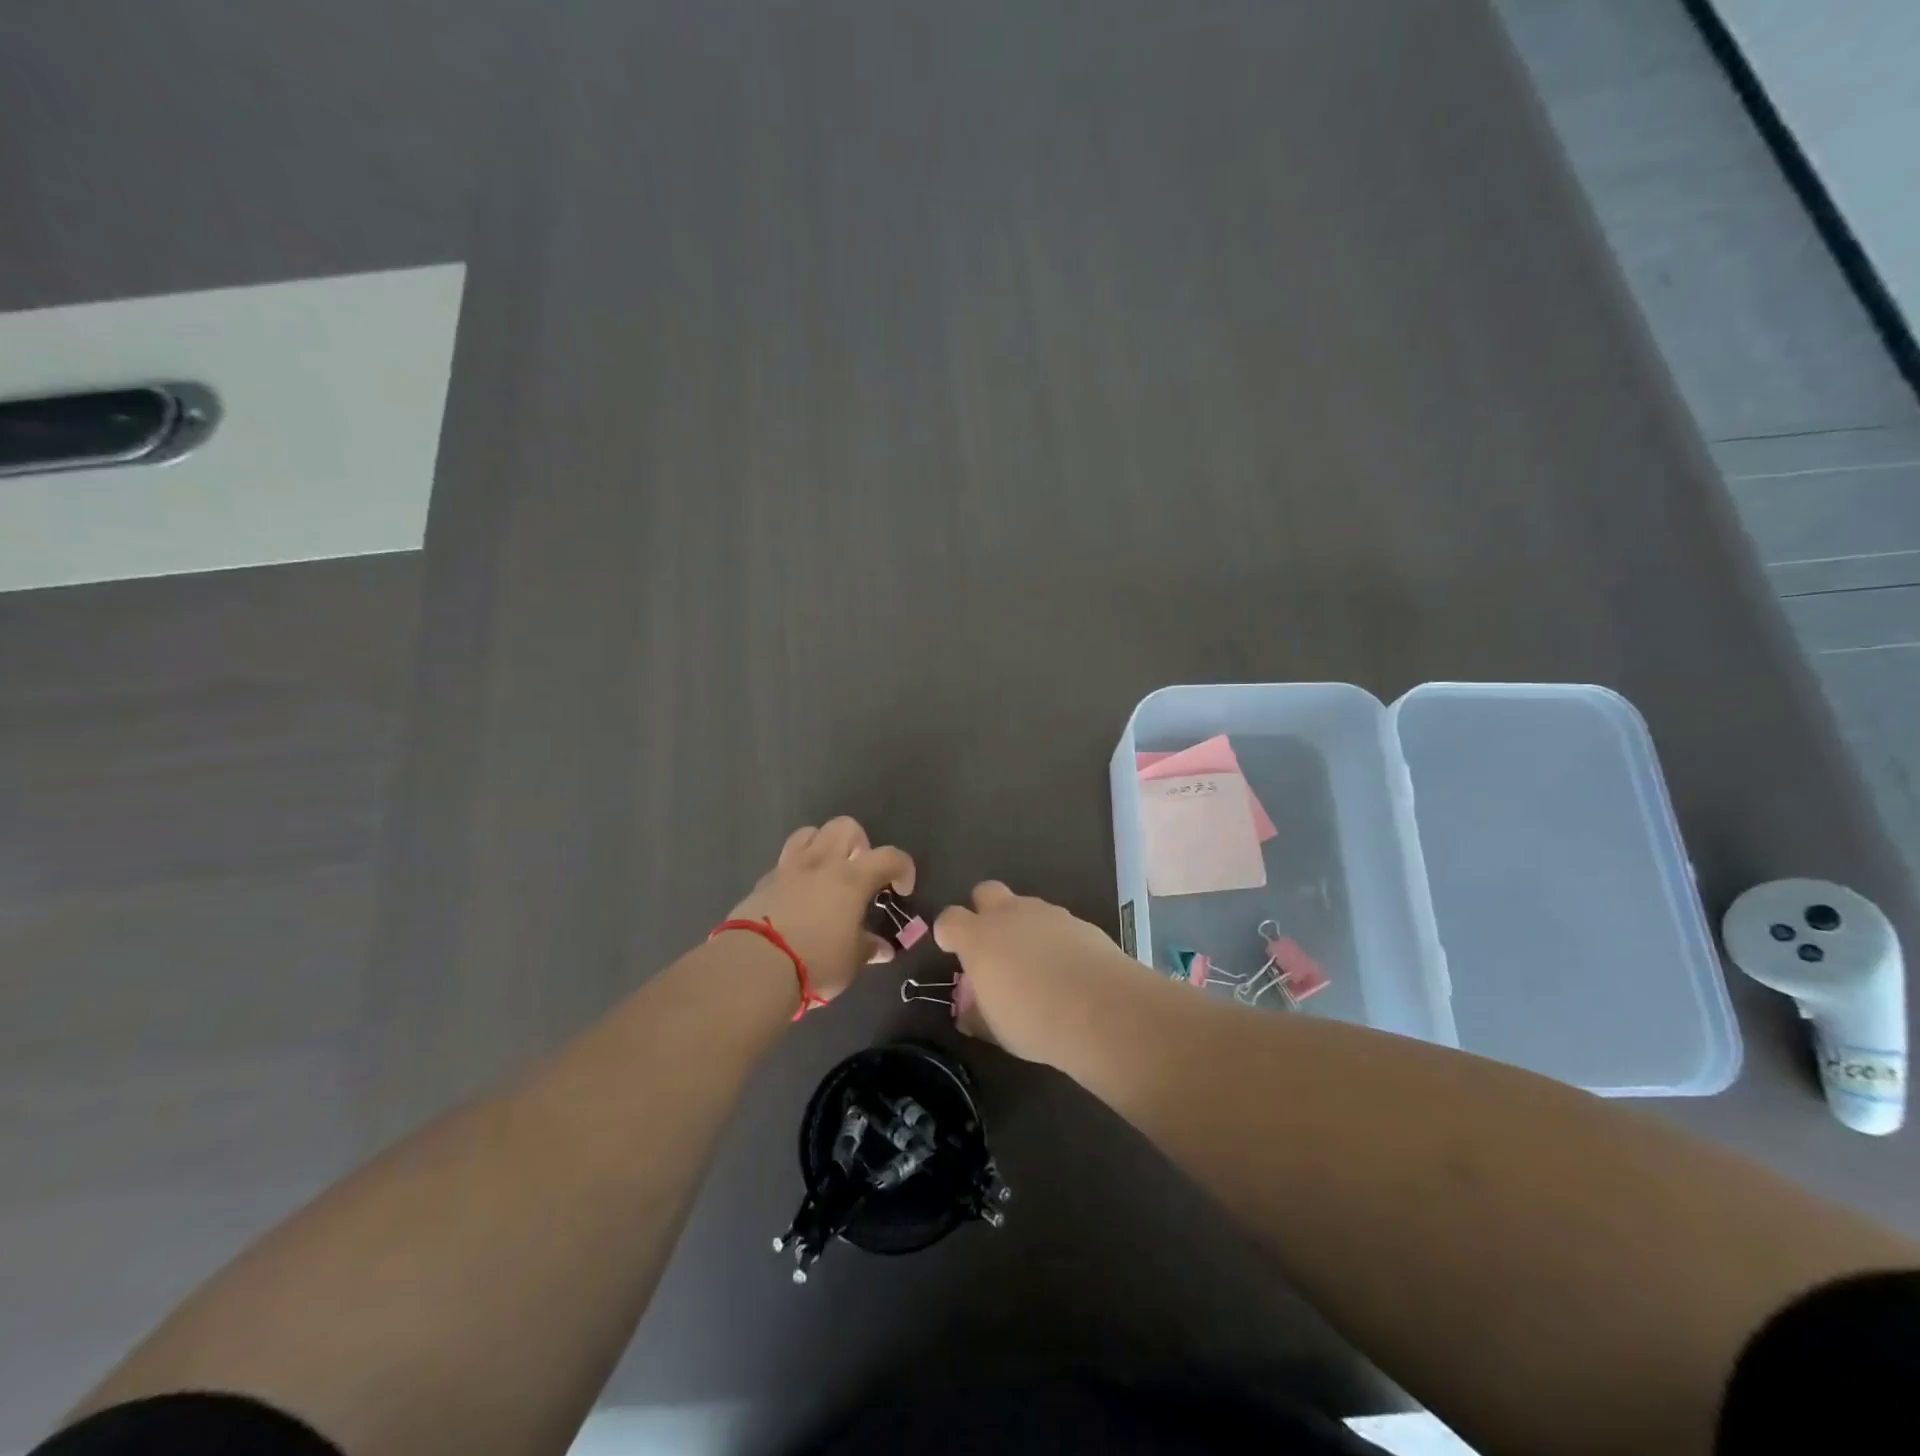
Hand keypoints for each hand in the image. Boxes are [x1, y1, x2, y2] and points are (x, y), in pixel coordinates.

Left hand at [728, 817, 914, 1000]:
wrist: (754, 965)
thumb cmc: (815, 962)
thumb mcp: (851, 962)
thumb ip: (868, 948)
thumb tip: (882, 949)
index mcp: (852, 879)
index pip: (889, 857)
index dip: (903, 868)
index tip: (902, 890)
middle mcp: (822, 863)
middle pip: (845, 826)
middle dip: (859, 842)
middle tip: (860, 871)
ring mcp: (789, 868)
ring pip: (810, 833)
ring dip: (823, 845)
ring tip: (827, 871)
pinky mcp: (763, 881)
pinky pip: (785, 862)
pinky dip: (797, 870)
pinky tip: (797, 895)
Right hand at [934, 880, 1154, 1065]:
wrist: (1101, 1008)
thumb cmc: (1034, 1021)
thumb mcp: (996, 1029)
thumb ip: (978, 1014)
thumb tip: (970, 1011)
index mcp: (979, 937)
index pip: (950, 919)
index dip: (948, 932)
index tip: (952, 949)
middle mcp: (1010, 914)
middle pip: (986, 892)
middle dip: (985, 911)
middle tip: (994, 945)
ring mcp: (1048, 913)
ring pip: (1026, 906)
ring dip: (1024, 926)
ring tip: (1037, 964)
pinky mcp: (1080, 921)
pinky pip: (1058, 924)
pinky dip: (1056, 939)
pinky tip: (1067, 968)